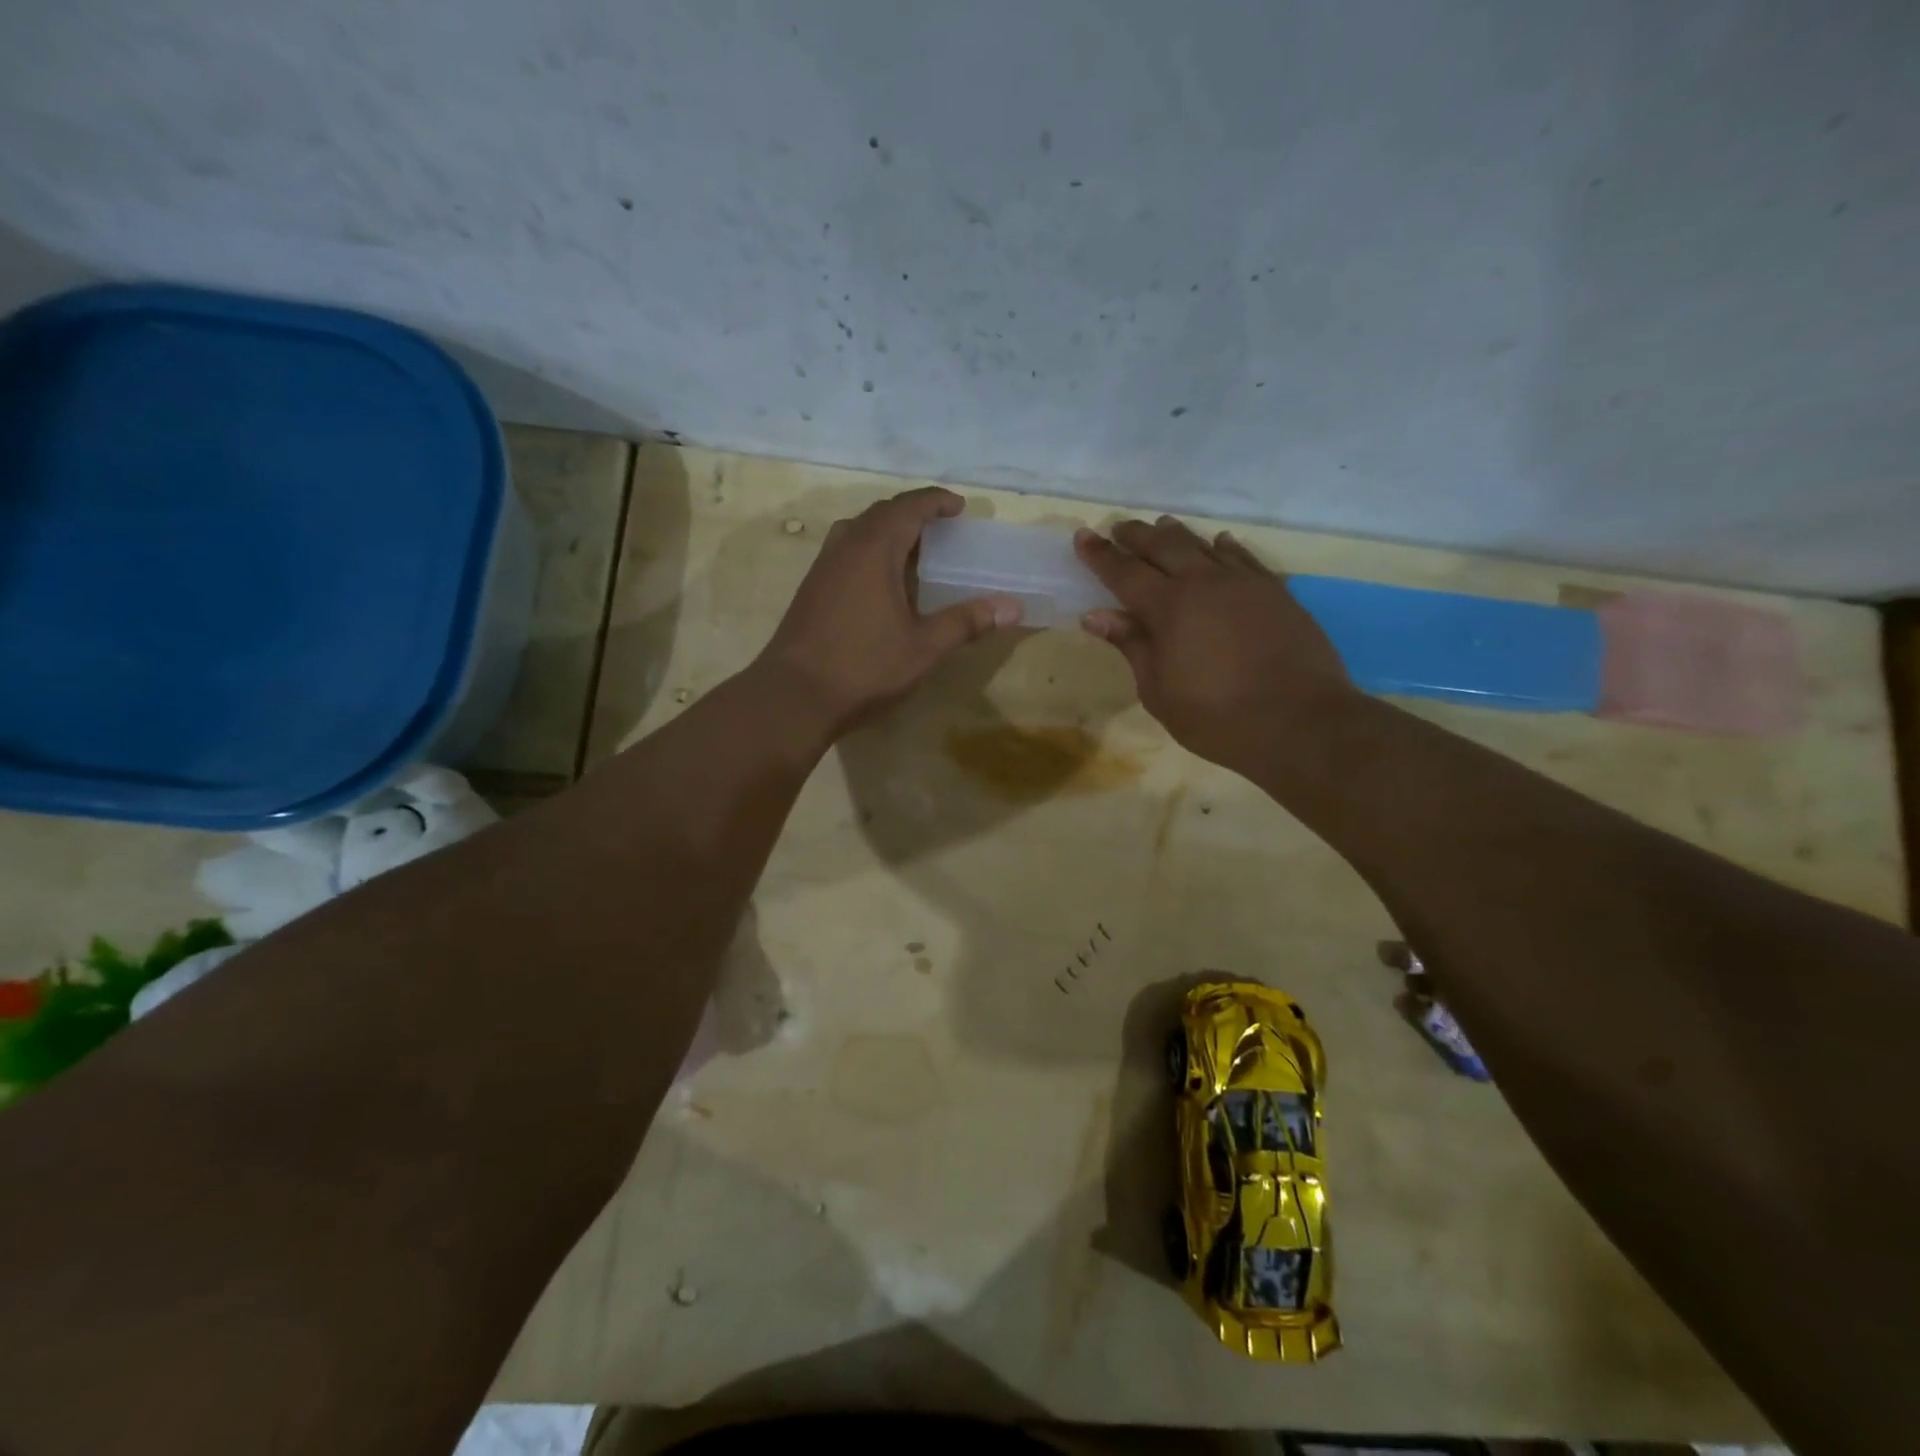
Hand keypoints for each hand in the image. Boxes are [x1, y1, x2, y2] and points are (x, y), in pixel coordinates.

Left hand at [757, 488, 1020, 734]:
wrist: (793, 696)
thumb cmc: (864, 667)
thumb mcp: (924, 647)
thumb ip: (966, 622)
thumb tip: (1012, 607)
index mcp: (874, 550)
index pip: (908, 508)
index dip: (936, 502)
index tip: (959, 506)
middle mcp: (844, 548)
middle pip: (880, 514)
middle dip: (912, 513)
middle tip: (940, 528)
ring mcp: (822, 568)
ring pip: (857, 532)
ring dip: (887, 531)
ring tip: (913, 551)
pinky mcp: (810, 590)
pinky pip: (845, 553)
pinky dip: (869, 552)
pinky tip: (881, 584)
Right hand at [1074, 516, 1354, 768]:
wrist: (1301, 722)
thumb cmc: (1217, 717)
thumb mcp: (1159, 691)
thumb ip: (1131, 646)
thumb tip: (1096, 616)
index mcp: (1169, 607)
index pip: (1124, 572)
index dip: (1100, 555)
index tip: (1083, 536)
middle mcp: (1204, 582)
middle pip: (1163, 547)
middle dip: (1137, 536)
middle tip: (1119, 527)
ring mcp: (1244, 583)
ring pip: (1203, 545)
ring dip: (1177, 535)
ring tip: (1162, 526)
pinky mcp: (1275, 592)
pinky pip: (1243, 558)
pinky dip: (1225, 547)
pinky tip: (1219, 542)